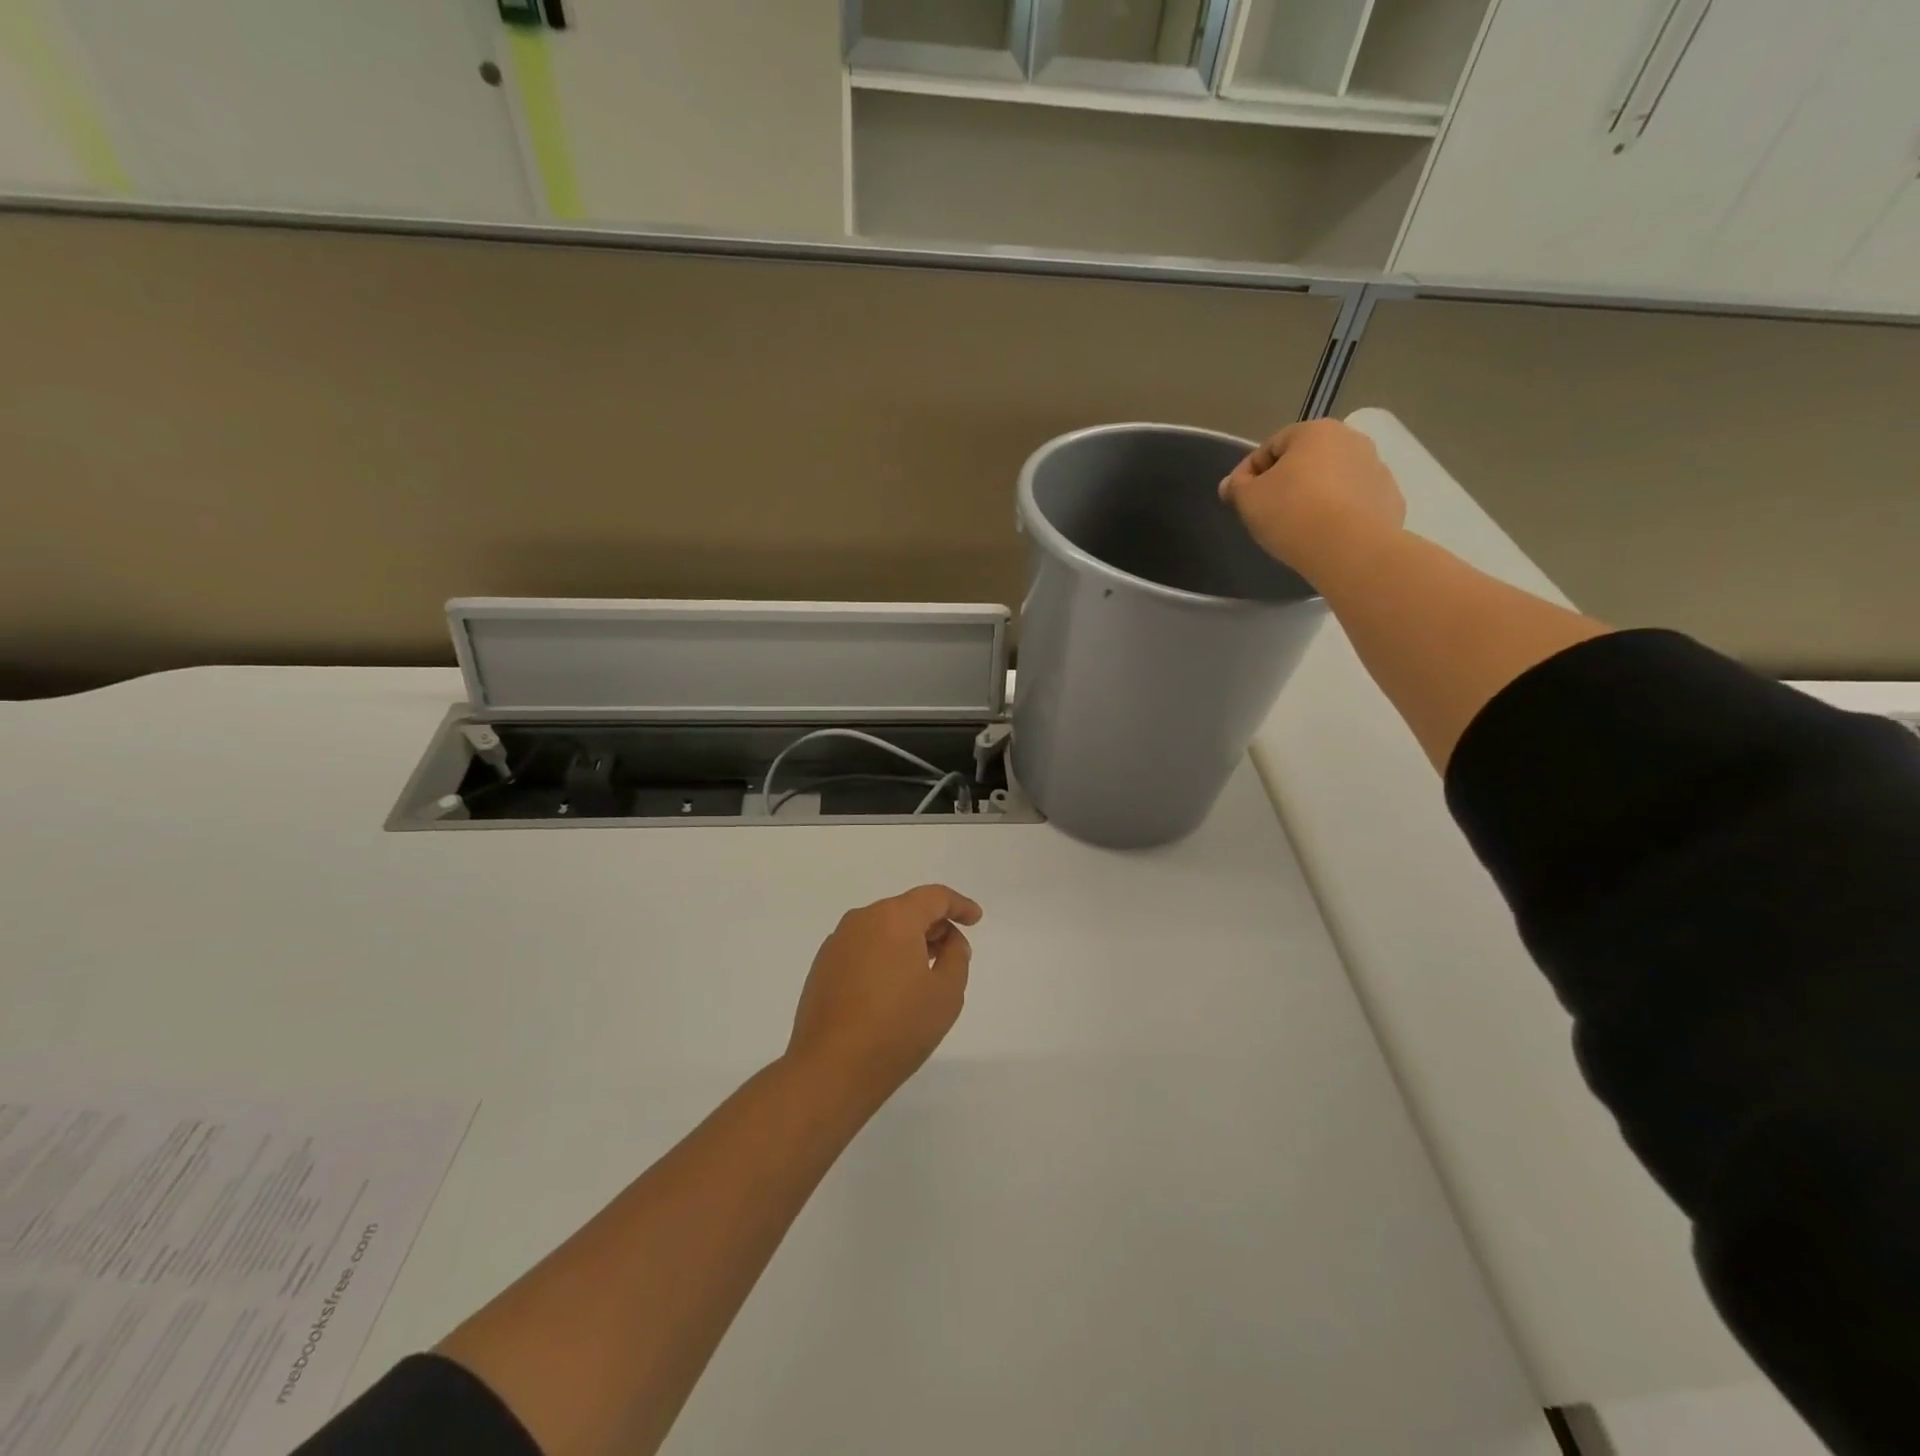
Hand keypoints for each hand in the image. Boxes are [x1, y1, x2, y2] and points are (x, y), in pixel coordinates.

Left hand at [786, 884, 982, 1104]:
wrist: (830, 1069)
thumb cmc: (897, 1028)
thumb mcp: (946, 993)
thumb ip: (956, 957)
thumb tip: (949, 941)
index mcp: (894, 918)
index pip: (934, 897)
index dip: (959, 905)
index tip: (975, 919)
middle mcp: (861, 920)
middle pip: (906, 909)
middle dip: (933, 925)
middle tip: (954, 951)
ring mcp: (837, 943)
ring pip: (882, 928)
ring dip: (907, 941)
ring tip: (925, 970)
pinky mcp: (822, 966)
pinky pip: (863, 948)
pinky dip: (884, 956)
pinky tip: (892, 987)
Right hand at [1219, 419, 1406, 578]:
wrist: (1349, 548)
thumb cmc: (1292, 513)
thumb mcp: (1248, 500)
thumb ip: (1237, 487)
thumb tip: (1231, 484)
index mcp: (1314, 432)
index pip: (1271, 446)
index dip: (1249, 472)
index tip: (1239, 498)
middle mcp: (1351, 440)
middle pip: (1307, 459)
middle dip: (1286, 481)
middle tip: (1268, 511)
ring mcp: (1376, 468)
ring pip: (1333, 479)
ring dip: (1314, 495)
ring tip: (1298, 526)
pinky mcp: (1390, 499)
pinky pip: (1355, 502)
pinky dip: (1339, 513)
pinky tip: (1326, 535)